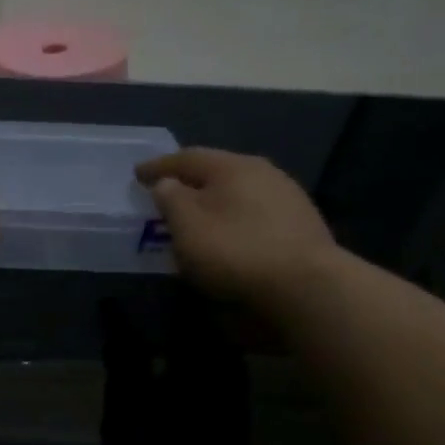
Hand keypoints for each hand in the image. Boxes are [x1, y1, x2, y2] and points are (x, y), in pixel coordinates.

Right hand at [135, 148, 338, 312]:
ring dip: (214, 199)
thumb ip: (171, 198)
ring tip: (196, 214)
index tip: (137, 174)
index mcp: (232, 166)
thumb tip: (167, 183)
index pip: (186, 158)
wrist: (307, 286)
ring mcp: (288, 197)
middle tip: (166, 192)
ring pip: (239, 190)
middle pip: (217, 170)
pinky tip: (228, 232)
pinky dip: (234, 216)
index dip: (158, 166)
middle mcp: (263, 172)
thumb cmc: (235, 250)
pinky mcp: (301, 224)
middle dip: (189, 180)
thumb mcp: (187, 225)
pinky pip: (254, 211)